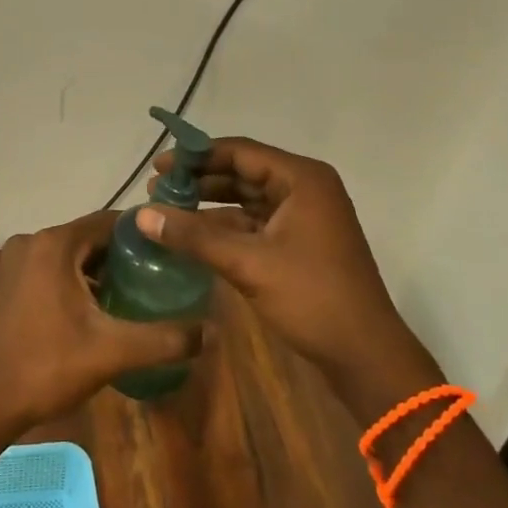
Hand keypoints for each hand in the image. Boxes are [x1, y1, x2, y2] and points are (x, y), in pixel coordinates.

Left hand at [0, 210, 204, 430]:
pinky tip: (93, 309)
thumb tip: (210, 332)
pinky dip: (72, 280)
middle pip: (88, 237)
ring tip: (131, 293)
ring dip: (97, 269)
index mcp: (54, 244)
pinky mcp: (5, 283)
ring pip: (68, 254)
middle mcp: (31, 242)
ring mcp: (13, 262)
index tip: (171, 248)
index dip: (143, 233)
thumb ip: (163, 339)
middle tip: (157, 275)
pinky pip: (48, 269)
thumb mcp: (112, 352)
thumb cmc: (47, 367)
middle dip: (122, 254)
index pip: (109, 221)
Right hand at [137, 138, 440, 404]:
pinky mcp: (299, 241)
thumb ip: (194, 236)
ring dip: (210, 203)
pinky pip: (255, 222)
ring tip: (167, 209)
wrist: (365, 355)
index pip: (240, 152)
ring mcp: (304, 215)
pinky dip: (226, 226)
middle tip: (156, 189)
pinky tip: (194, 235)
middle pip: (243, 172)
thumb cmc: (312, 297)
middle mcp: (305, 188)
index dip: (196, 156)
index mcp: (302, 178)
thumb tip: (142, 214)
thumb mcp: (248, 263)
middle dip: (200, 180)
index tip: (159, 167)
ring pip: (248, 198)